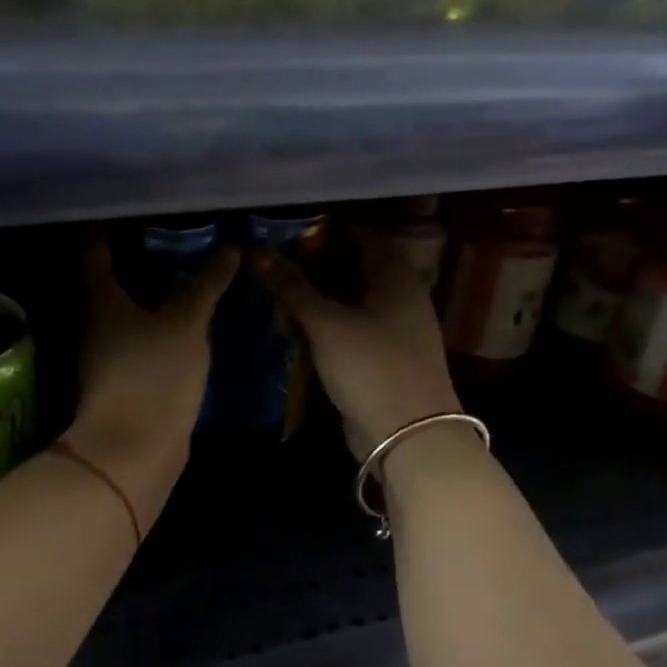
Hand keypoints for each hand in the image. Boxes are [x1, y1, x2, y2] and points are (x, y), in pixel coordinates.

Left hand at [71, 234, 239, 528]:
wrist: (133, 451)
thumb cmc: (153, 376)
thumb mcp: (186, 324)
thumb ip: (205, 285)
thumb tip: (230, 247)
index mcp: (97, 297)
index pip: (92, 246)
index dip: (110, 223)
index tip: (141, 208)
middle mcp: (90, 318)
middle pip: (103, 274)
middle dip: (134, 253)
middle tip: (172, 233)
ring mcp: (101, 349)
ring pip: (119, 305)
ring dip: (144, 286)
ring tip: (181, 267)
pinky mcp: (116, 374)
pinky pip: (132, 330)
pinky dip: (150, 316)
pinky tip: (178, 313)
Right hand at [258, 236, 461, 453]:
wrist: (409, 436)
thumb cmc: (371, 367)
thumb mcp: (327, 324)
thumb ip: (293, 287)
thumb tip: (258, 253)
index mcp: (396, 275)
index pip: (360, 234)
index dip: (323, 230)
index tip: (284, 231)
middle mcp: (400, 294)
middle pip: (354, 265)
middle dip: (314, 262)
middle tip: (272, 260)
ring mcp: (393, 326)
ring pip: (350, 297)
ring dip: (317, 293)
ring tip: (275, 287)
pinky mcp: (382, 354)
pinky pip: (351, 325)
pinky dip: (326, 320)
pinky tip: (294, 322)